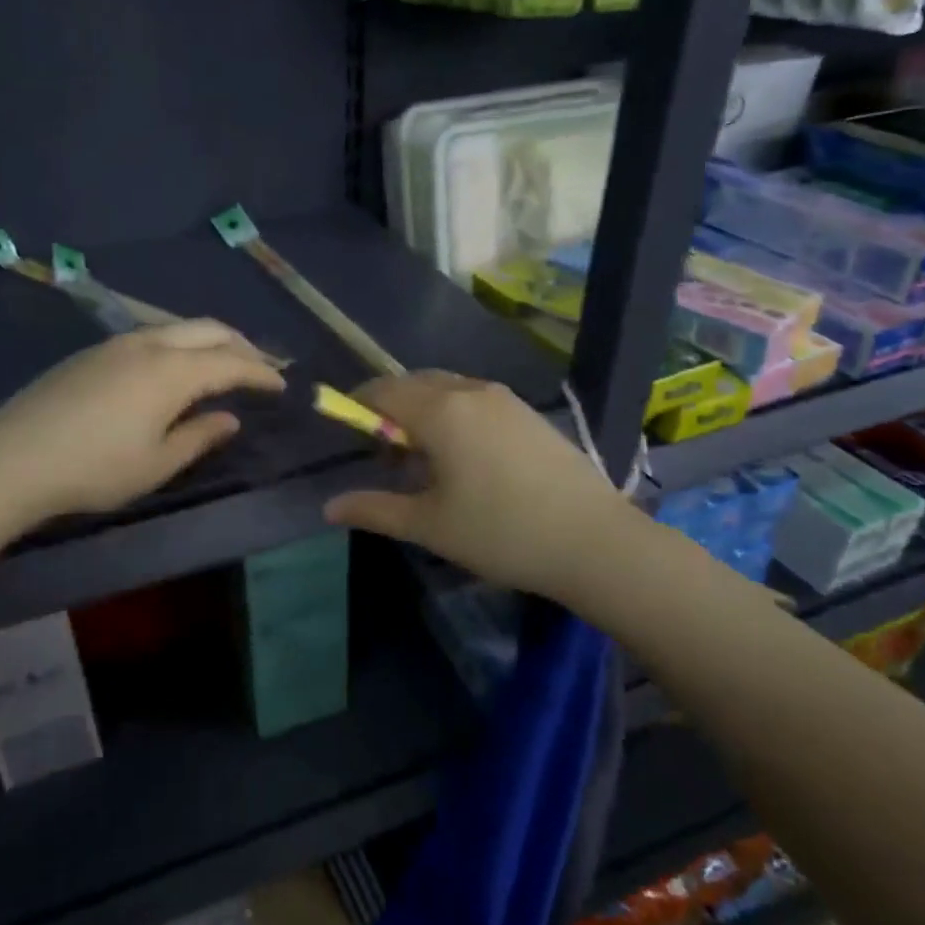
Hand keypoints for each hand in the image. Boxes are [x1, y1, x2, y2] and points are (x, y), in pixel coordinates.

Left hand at [0, 320, 284, 524]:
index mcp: (172, 372)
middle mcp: (149, 344)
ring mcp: (117, 343)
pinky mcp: (93, 352)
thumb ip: (199, 436)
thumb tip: (229, 418)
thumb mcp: (156, 464)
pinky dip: (179, 344)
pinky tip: (173, 368)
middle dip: (241, 345)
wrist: (12, 458)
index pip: (231, 363)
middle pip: (208, 330)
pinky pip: (151, 335)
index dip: (261, 373)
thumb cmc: (94, 469)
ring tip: (222, 364)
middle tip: (260, 367)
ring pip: (177, 327)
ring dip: (208, 341)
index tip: (282, 385)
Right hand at [324, 372, 625, 601]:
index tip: (350, 433)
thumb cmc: (501, 532)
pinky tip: (468, 460)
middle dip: (391, 410)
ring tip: (428, 461)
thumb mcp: (429, 526)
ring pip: (447, 389)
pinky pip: (475, 400)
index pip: (383, 390)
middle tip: (388, 456)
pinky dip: (455, 415)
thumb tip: (329, 507)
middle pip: (414, 384)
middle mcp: (470, 391)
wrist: (595, 541)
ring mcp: (505, 399)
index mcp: (440, 411)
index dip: (358, 405)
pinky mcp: (529, 413)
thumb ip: (374, 509)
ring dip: (424, 412)